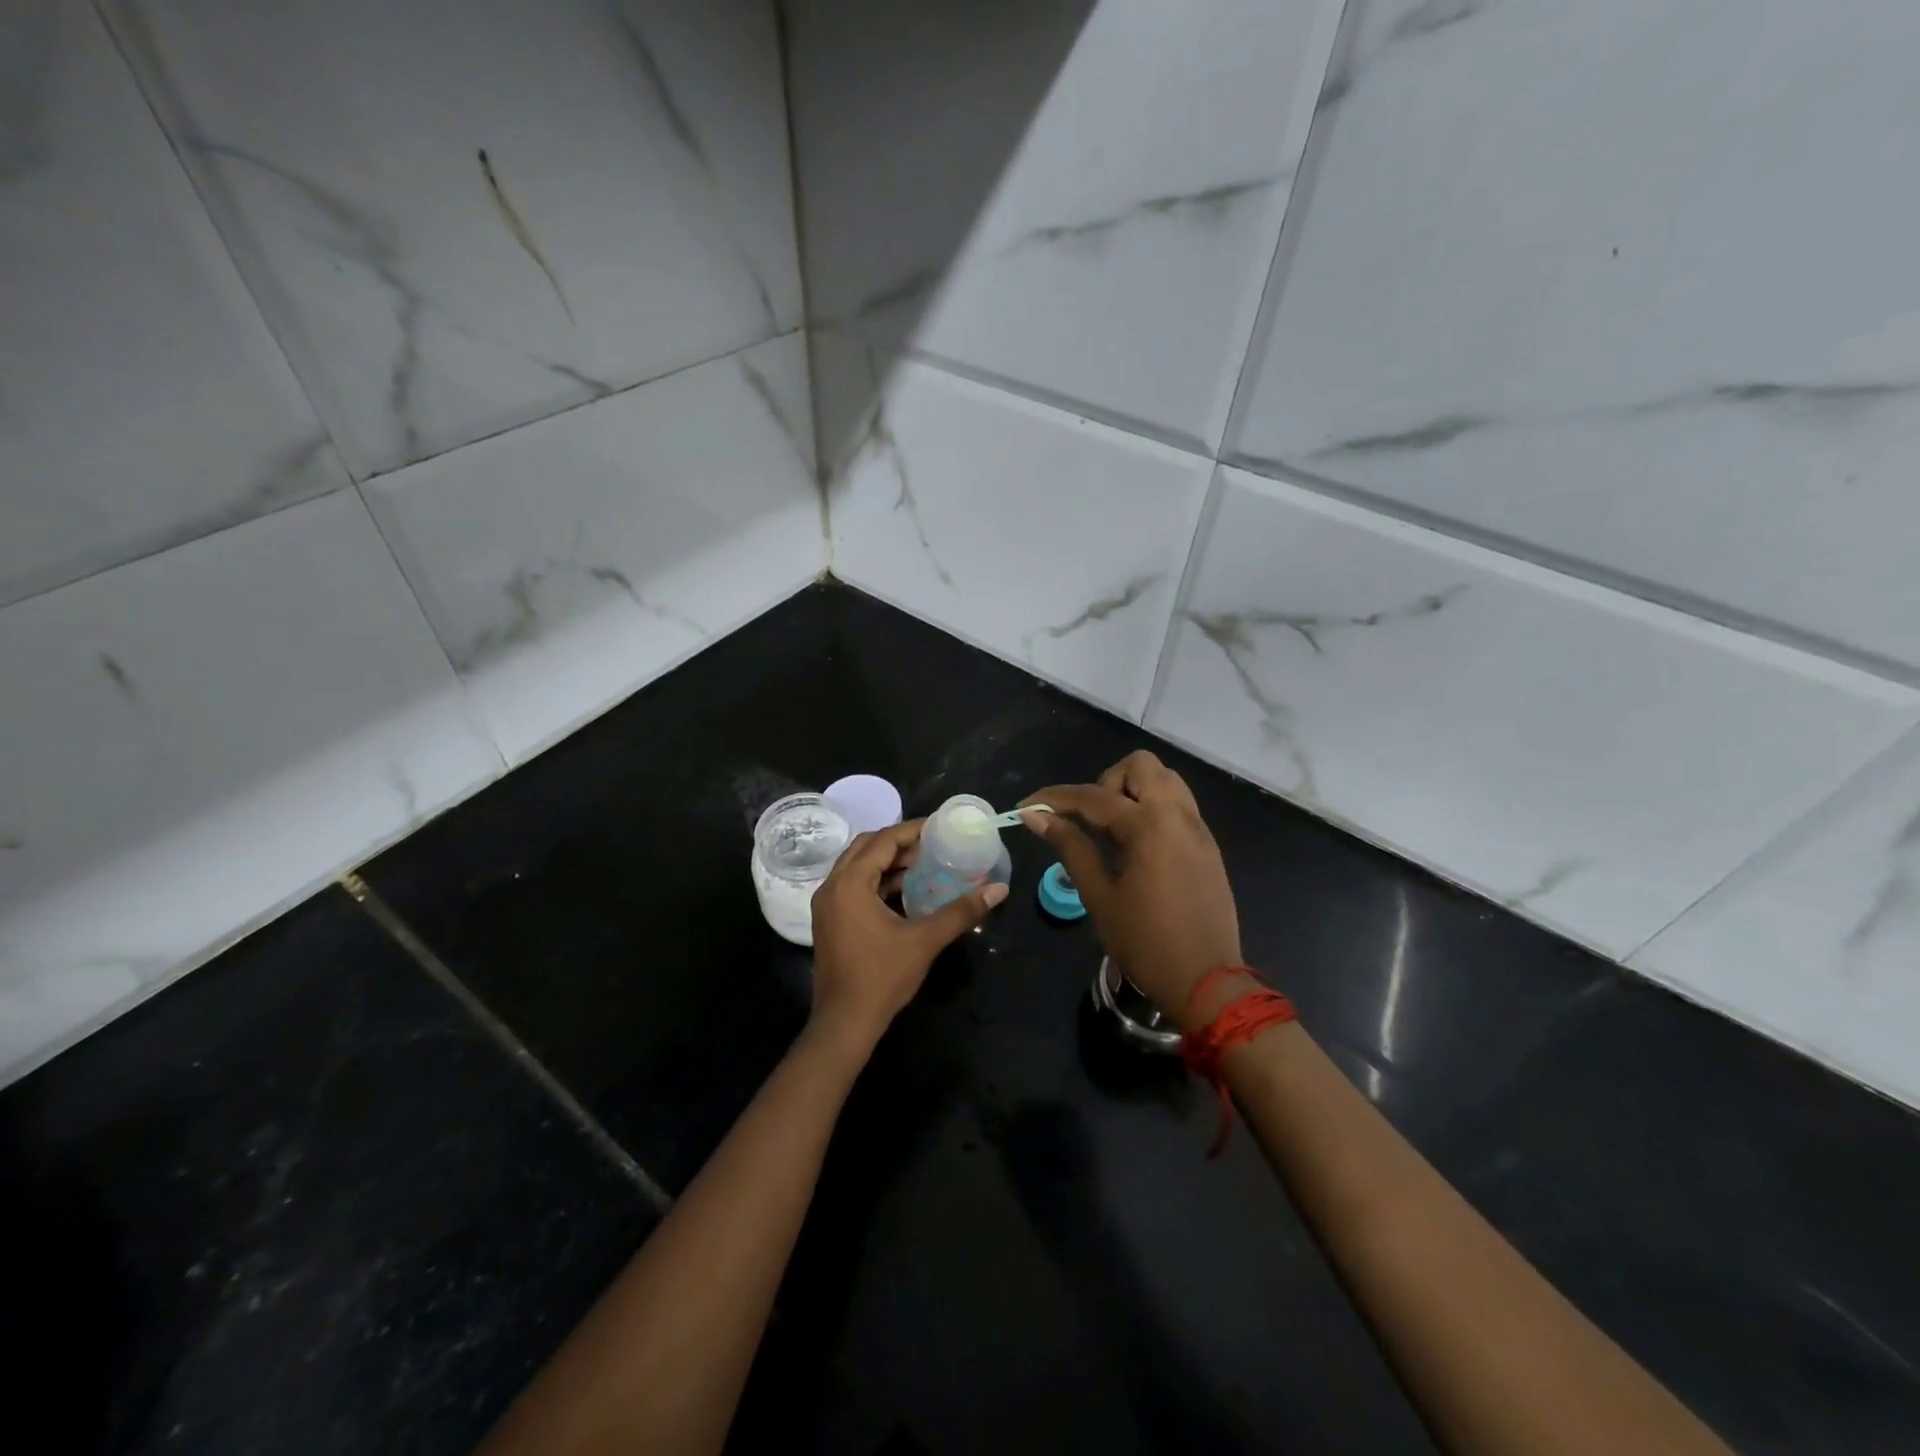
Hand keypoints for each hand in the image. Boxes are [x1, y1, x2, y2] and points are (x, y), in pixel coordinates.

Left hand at [808, 819, 1008, 1052]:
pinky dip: (876, 880)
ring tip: (922, 864)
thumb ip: (961, 911)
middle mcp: (832, 885)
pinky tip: (903, 891)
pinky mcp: (829, 920)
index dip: (912, 830)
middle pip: (866, 847)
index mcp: (850, 883)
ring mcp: (826, 904)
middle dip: (898, 842)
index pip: (883, 840)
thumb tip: (999, 890)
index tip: (940, 827)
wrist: (844, 1022)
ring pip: (856, 866)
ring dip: (886, 861)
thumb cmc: (882, 977)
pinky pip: (852, 885)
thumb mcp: (925, 940)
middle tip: (931, 844)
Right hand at [1023, 751, 1242, 1030]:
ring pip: (1165, 779)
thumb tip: (1035, 816)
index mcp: (1149, 825)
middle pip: (1140, 766)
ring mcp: (1197, 828)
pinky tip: (1136, 845)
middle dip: (1106, 783)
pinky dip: (1152, 807)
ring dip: (1133, 790)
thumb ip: (1070, 846)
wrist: (1206, 981)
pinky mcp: (1207, 844)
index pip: (1093, 796)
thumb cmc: (1145, 941)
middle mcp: (1178, 815)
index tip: (1026, 807)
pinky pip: (1178, 804)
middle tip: (1089, 820)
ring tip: (1113, 829)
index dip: (1054, 798)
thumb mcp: (1099, 894)